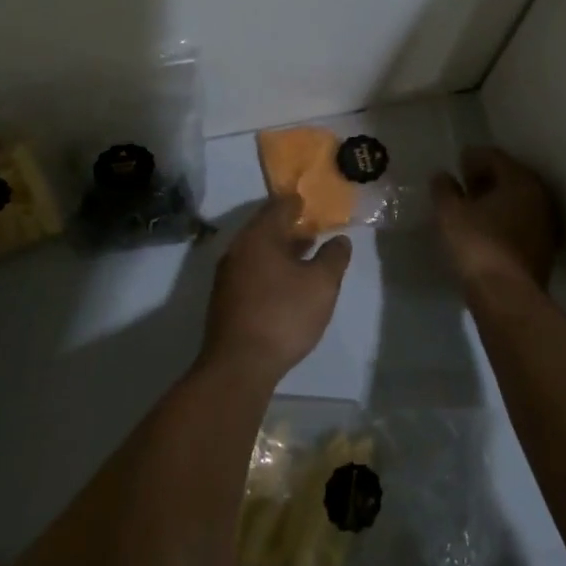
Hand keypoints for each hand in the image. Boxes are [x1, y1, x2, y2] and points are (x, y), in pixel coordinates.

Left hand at [199, 196, 352, 387]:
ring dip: (280, 249)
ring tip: (305, 255)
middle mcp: (238, 248)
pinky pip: (251, 270)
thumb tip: (339, 239)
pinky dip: (269, 267)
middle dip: (289, 227)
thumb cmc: (284, 315)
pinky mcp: (225, 298)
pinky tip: (285, 282)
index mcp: (259, 236)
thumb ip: (333, 257)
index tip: (311, 201)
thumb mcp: (321, 284)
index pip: (279, 207)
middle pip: (265, 228)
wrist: (239, 364)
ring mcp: (227, 274)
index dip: (297, 202)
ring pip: (257, 251)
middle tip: (313, 228)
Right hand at [432, 146, 558, 290]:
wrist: (507, 296)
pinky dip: (505, 219)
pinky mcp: (545, 246)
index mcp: (519, 180)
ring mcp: (546, 222)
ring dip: (496, 200)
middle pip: (510, 177)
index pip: (494, 156)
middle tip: (463, 186)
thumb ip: (444, 190)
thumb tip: (442, 176)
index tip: (456, 165)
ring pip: (518, 200)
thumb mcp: (450, 214)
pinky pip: (522, 221)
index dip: (472, 158)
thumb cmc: (477, 245)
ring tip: (472, 210)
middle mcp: (539, 196)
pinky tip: (487, 230)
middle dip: (486, 178)